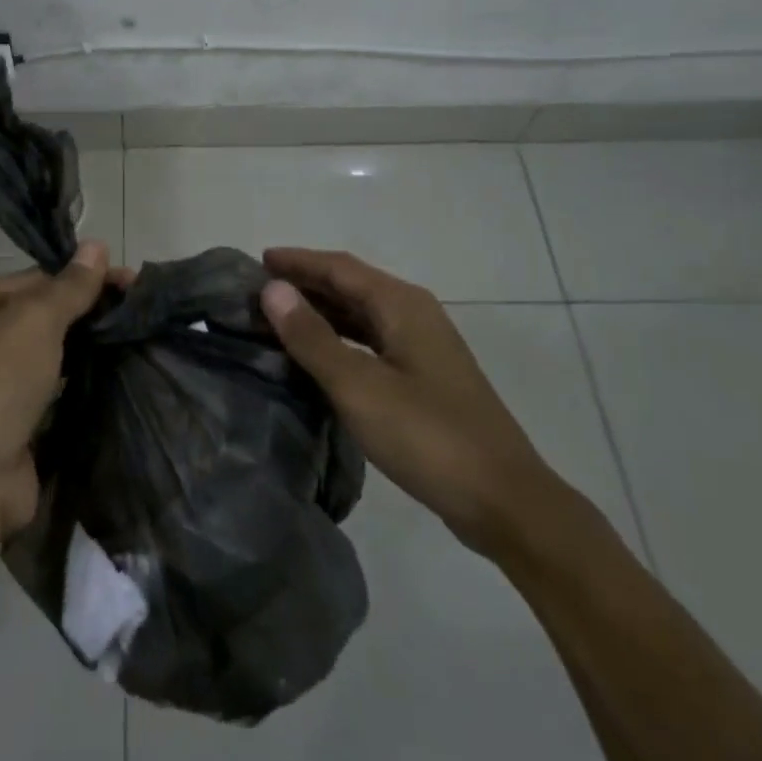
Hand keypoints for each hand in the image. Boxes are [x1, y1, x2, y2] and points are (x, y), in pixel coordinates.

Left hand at [0, 243, 109, 543]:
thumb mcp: (32, 322)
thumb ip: (69, 287)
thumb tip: (97, 244)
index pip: (30, 280)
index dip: (79, 278)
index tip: (128, 281)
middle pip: (37, 318)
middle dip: (85, 313)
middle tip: (138, 309)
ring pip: (45, 358)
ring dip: (83, 350)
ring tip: (136, 337)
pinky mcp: (10, 428)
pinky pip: (50, 395)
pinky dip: (77, 386)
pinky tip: (115, 375)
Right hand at [260, 248, 561, 556]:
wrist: (504, 501)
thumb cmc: (427, 436)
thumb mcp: (358, 386)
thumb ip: (312, 337)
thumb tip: (272, 289)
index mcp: (401, 305)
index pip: (338, 267)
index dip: (297, 261)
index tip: (257, 259)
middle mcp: (414, 314)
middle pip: (351, 285)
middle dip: (306, 283)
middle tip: (259, 289)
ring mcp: (423, 347)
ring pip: (361, 314)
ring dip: (321, 310)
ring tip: (278, 317)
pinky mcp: (425, 378)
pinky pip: (371, 340)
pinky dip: (339, 338)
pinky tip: (318, 355)